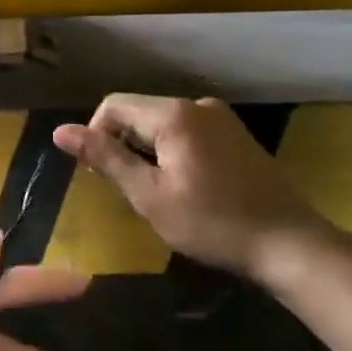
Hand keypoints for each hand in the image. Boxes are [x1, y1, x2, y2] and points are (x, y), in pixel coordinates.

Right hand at [53, 94, 343, 284]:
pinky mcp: (235, 135)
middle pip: (137, 112)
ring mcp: (220, 118)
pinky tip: (185, 187)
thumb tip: (60, 131)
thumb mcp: (149, 195)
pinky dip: (172, 152)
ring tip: (157, 192)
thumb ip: (105, 158)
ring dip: (147, 152)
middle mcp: (196, 105)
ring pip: (160, 124)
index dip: (95, 136)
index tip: (101, 176)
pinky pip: (186, 132)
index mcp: (173, 114)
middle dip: (122, 145)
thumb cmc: (213, 223)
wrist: (291, 245)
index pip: (112, 106)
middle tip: (129, 190)